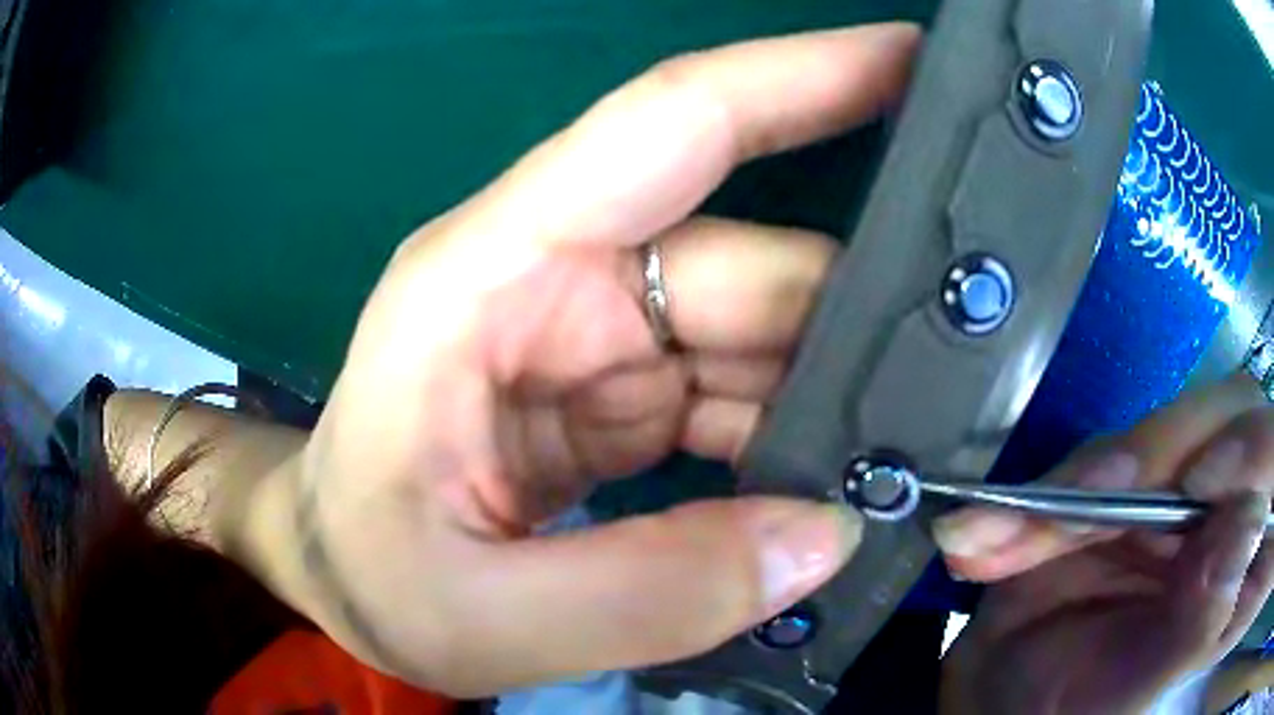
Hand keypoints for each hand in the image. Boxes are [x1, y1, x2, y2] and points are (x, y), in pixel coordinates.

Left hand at [263, 25, 919, 695]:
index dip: (806, 75)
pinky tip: (834, 491)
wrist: (340, 577)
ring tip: (907, 463)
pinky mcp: (618, 396)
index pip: (675, 122)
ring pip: (764, 333)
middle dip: (861, 322)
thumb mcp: (480, 615)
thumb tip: (821, 537)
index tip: (912, 57)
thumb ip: (645, 593)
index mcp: (492, 278)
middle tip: (964, 388)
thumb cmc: (370, 577)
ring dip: (837, 395)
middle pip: (756, 261)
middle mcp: (557, 280)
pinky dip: (796, 438)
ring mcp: (596, 337)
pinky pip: (742, 394)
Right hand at [935, 377, 1273, 713]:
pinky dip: (1034, 500)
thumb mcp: (1145, 693)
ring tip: (999, 545)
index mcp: (1244, 558)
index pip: (1273, 456)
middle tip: (1091, 496)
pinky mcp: (1117, 491)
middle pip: (1222, 421)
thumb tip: (1251, 522)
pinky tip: (982, 542)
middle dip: (1156, 454)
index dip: (1253, 447)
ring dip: (1076, 484)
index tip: (1201, 484)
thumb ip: (1206, 621)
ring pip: (1150, 440)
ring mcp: (1172, 494)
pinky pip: (1087, 466)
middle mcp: (1223, 511)